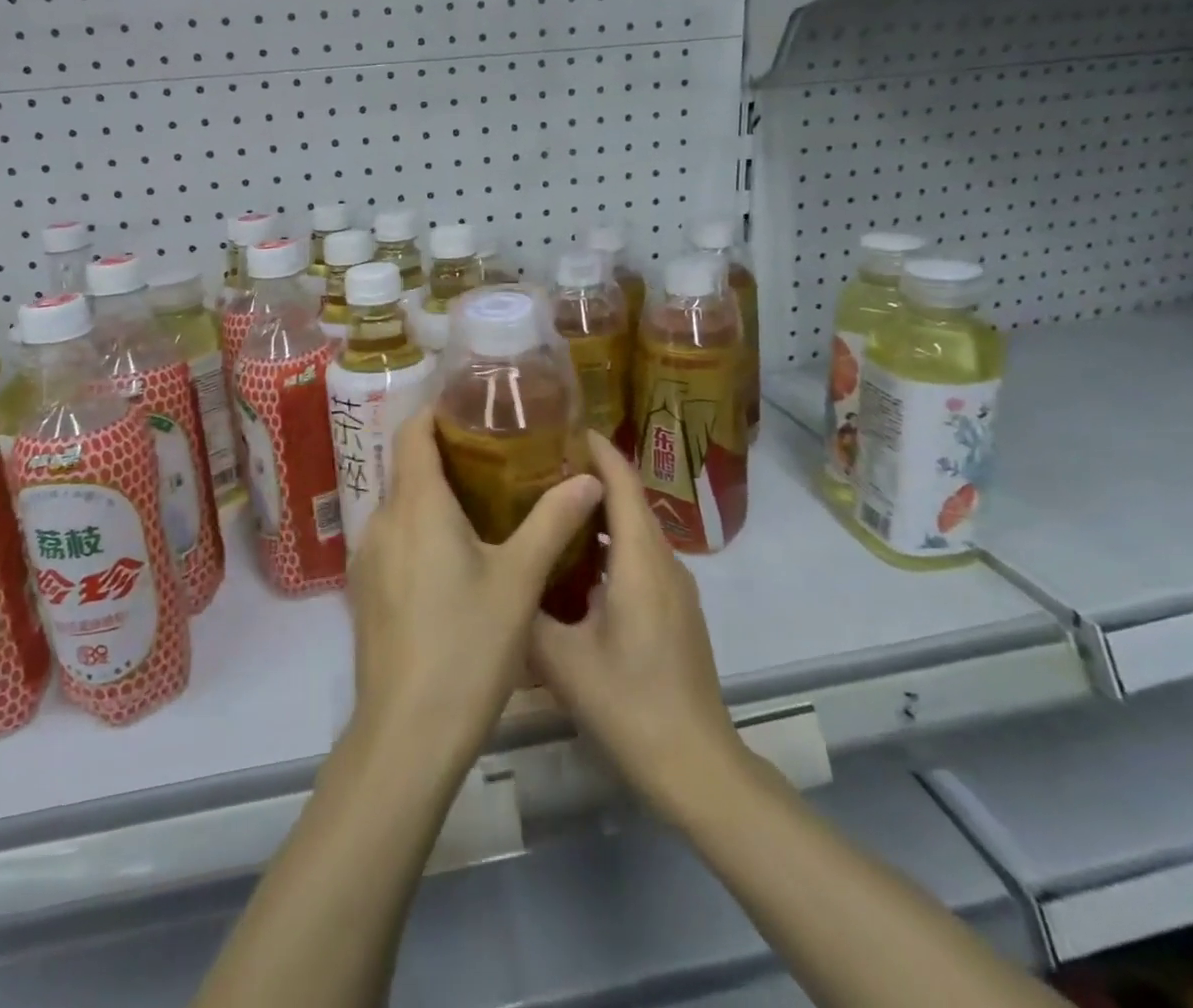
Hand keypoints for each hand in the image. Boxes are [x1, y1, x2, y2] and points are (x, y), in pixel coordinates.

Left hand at [347, 409, 603, 775]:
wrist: (408, 733)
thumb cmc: (468, 645)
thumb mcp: (520, 580)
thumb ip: (553, 521)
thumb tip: (589, 477)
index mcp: (416, 505)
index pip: (413, 432)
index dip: (439, 412)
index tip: (475, 408)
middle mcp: (382, 520)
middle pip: (407, 467)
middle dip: (446, 455)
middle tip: (497, 457)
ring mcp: (367, 557)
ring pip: (400, 506)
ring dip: (434, 496)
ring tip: (483, 504)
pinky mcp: (364, 590)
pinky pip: (393, 539)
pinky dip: (420, 531)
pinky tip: (454, 558)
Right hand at [531, 432, 740, 812]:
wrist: (698, 766)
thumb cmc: (630, 705)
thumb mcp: (561, 660)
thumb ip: (525, 611)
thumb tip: (494, 578)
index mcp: (641, 560)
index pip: (623, 482)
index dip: (597, 448)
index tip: (560, 426)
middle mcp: (664, 561)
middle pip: (629, 499)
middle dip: (590, 474)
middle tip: (536, 464)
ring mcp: (675, 587)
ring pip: (635, 529)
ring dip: (599, 510)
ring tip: (549, 505)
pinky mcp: (675, 609)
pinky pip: (640, 556)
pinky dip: (609, 542)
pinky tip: (575, 562)